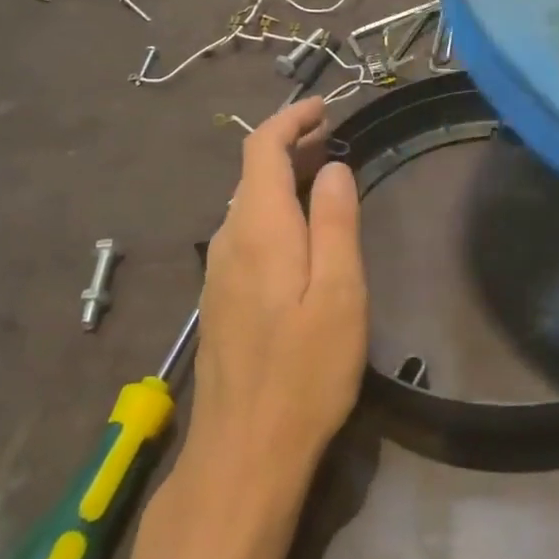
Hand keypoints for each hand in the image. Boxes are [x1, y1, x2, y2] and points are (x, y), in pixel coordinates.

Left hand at [191, 99, 367, 477]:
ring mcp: (219, 272)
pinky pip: (246, 231)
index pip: (261, 149)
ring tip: (323, 170)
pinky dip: (274, 208)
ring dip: (283, 176)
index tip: (324, 107)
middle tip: (333, 134)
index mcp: (258, 229)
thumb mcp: (339, 292)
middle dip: (290, 144)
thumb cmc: (305, 371)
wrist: (244, 452)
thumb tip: (332, 168)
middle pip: (252, 172)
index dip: (290, 120)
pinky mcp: (221, 298)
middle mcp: (228, 240)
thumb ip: (335, 222)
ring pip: (248, 202)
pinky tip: (299, 227)